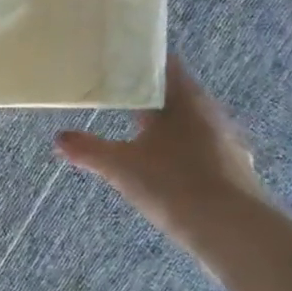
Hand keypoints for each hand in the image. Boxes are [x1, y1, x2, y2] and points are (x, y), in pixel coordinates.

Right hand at [55, 57, 262, 248]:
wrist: (233, 230)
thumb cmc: (173, 184)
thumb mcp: (120, 167)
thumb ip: (88, 150)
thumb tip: (58, 138)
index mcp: (183, 99)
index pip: (163, 63)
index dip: (139, 60)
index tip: (114, 62)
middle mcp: (209, 111)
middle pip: (176, 92)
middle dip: (147, 95)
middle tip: (116, 96)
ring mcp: (225, 139)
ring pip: (189, 121)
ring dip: (166, 123)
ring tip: (137, 131)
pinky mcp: (233, 166)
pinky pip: (201, 146)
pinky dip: (181, 148)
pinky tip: (166, 165)